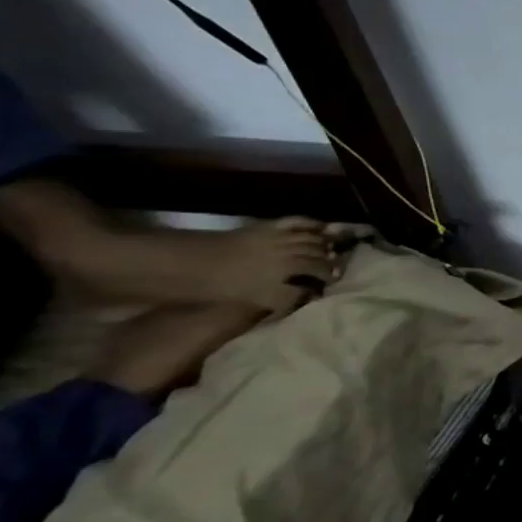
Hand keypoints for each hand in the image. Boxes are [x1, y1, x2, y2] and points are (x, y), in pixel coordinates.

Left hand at [199, 218, 338, 312]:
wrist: (185, 263)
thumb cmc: (219, 286)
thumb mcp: (255, 299)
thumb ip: (287, 298)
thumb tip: (312, 294)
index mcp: (289, 269)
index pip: (319, 271)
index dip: (329, 276)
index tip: (333, 283)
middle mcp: (289, 251)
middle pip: (318, 254)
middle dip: (330, 261)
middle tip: (336, 268)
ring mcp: (279, 236)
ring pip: (312, 238)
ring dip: (325, 244)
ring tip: (330, 251)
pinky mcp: (267, 227)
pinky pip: (297, 222)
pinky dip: (312, 224)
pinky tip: (321, 227)